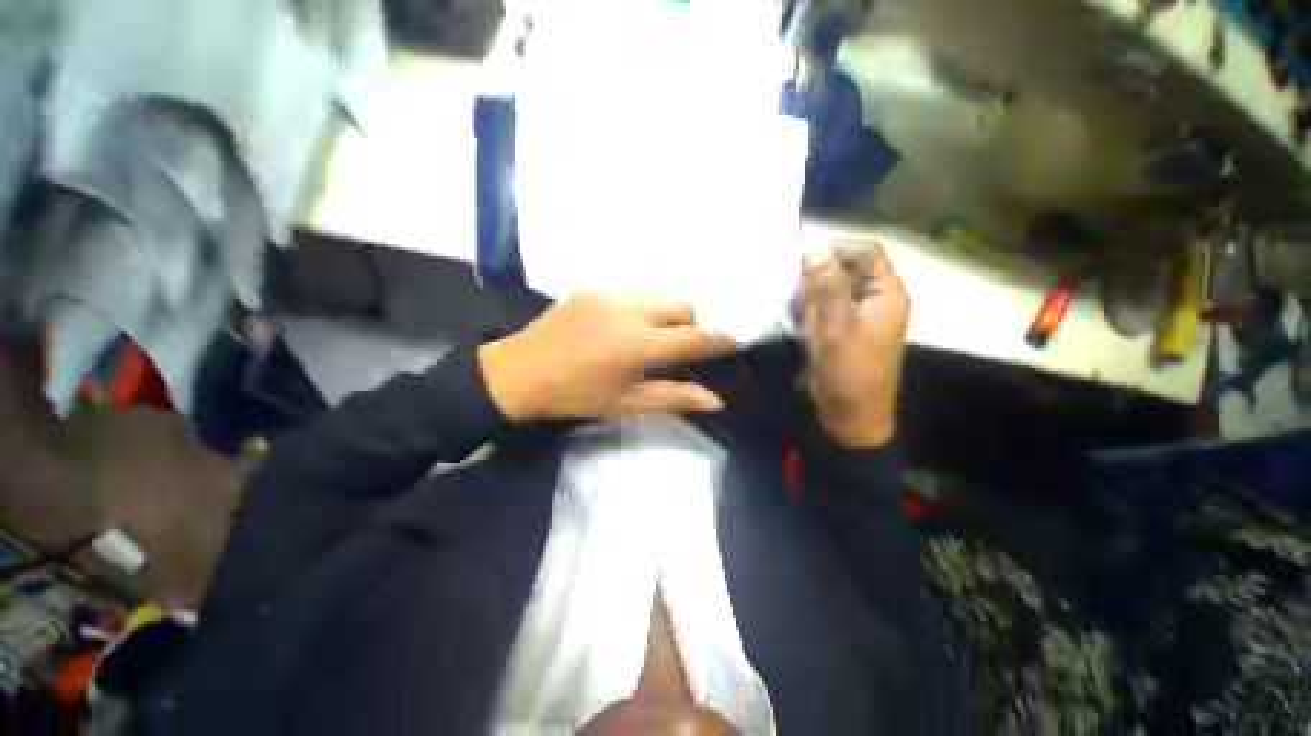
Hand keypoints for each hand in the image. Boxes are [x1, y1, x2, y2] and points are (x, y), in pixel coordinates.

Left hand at [478, 292, 736, 421]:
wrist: (519, 373)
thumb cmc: (575, 395)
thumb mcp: (626, 403)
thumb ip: (673, 397)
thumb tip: (715, 401)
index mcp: (637, 346)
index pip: (694, 338)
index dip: (719, 339)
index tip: (732, 342)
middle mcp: (629, 312)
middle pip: (683, 306)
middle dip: (693, 324)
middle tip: (683, 346)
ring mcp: (609, 294)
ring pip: (660, 292)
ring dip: (670, 311)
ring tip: (656, 333)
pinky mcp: (593, 287)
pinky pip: (635, 289)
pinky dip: (646, 304)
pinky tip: (629, 323)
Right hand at [803, 240, 909, 446]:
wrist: (852, 415)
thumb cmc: (847, 370)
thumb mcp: (835, 326)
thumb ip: (827, 287)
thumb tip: (815, 250)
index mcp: (886, 294)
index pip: (865, 253)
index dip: (836, 251)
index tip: (803, 262)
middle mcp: (877, 301)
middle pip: (848, 271)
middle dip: (820, 278)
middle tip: (797, 294)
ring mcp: (861, 318)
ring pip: (835, 291)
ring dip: (813, 297)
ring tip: (798, 312)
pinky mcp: (847, 332)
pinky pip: (829, 310)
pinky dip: (813, 312)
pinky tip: (799, 323)